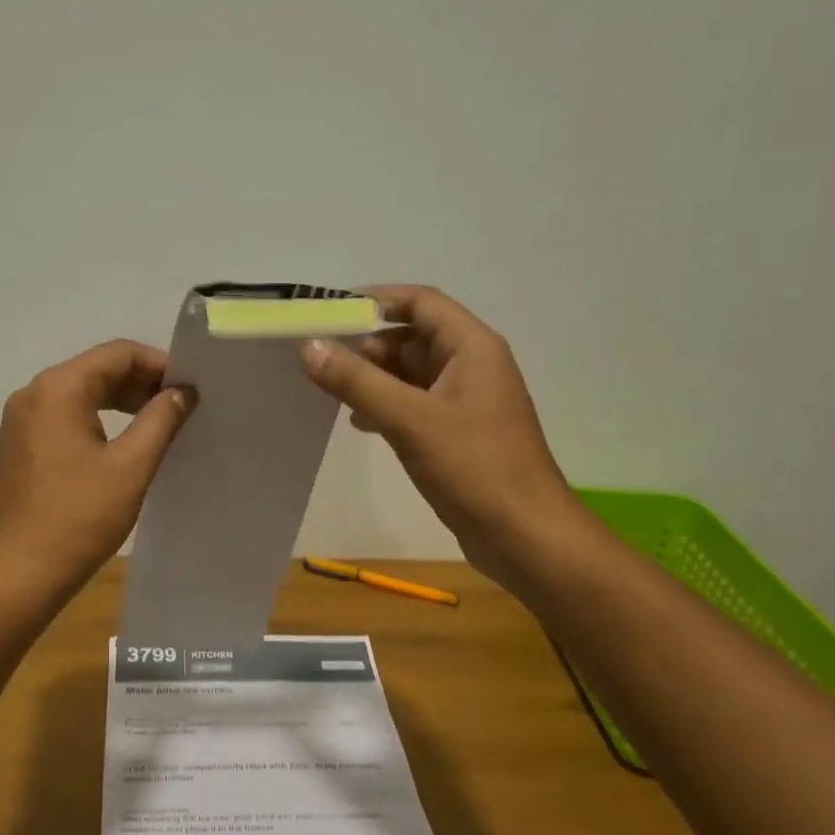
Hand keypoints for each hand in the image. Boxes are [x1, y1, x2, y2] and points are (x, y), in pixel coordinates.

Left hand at [0, 339, 195, 591]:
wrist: (22, 571)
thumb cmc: (80, 516)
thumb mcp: (131, 466)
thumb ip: (161, 420)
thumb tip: (183, 392)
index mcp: (58, 388)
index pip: (118, 354)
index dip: (159, 364)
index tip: (190, 387)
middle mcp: (33, 393)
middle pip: (97, 370)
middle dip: (141, 383)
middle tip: (181, 406)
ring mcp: (21, 419)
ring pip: (81, 393)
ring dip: (121, 402)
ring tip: (160, 423)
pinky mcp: (19, 444)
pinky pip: (64, 416)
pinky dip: (97, 419)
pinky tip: (124, 442)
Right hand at [299, 285, 581, 589]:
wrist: (524, 536)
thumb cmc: (474, 468)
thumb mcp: (409, 420)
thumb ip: (357, 382)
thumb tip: (309, 346)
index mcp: (472, 347)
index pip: (421, 302)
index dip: (376, 299)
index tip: (330, 312)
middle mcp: (473, 365)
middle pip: (414, 336)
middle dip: (369, 344)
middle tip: (324, 360)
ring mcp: (467, 401)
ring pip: (413, 373)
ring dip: (375, 377)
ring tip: (333, 391)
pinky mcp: (459, 433)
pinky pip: (416, 404)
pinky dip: (387, 406)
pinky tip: (360, 424)